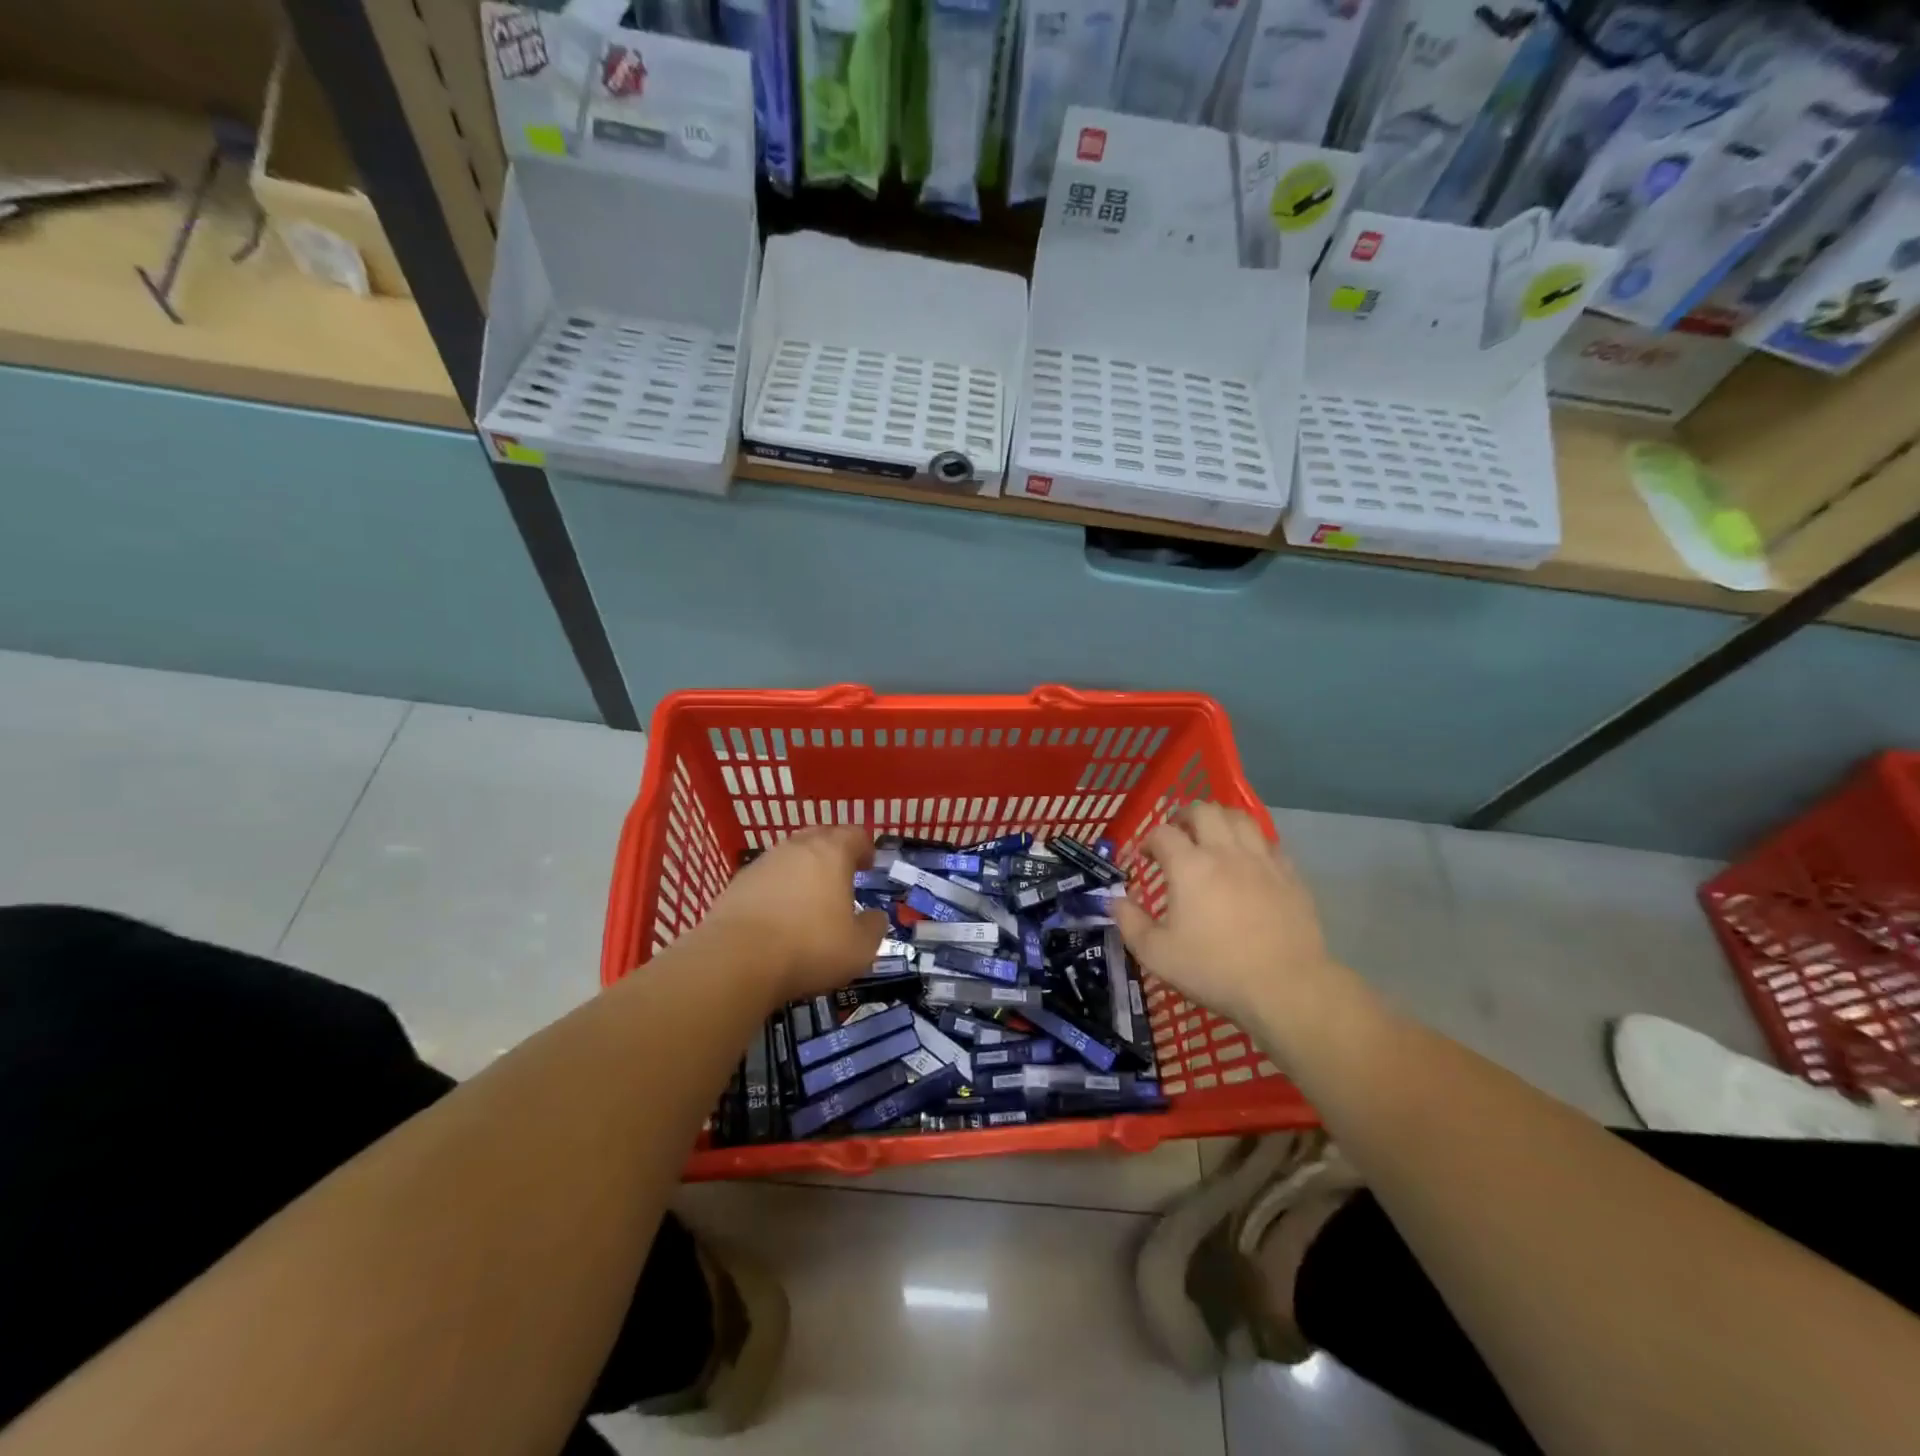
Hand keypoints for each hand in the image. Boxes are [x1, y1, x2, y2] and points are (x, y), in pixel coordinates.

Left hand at [699, 827, 887, 1002]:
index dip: (865, 848)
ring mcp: (763, 862)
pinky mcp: (737, 883)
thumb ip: (874, 927)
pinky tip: (778, 913)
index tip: (868, 865)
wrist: (735, 961)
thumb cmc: (809, 947)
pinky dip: (778, 887)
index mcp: (832, 853)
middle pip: (820, 836)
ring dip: (803, 869)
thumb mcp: (859, 948)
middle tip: (841, 875)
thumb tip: (876, 917)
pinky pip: (767, 876)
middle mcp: (797, 848)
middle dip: (834, 851)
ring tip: (809, 896)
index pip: (855, 834)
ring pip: (791, 855)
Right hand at [1114, 803, 1341, 1035]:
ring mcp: (1262, 860)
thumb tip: (1115, 901)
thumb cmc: (1215, 970)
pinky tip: (1249, 861)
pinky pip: (1269, 843)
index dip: (1149, 839)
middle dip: (1185, 816)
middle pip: (1204, 810)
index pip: (1163, 833)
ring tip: (1213, 837)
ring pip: (1240, 818)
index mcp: (1189, 866)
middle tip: (1178, 835)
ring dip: (1220, 820)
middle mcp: (1225, 852)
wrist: (1286, 987)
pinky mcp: (1290, 875)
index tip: (1145, 857)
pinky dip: (1253, 843)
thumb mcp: (1157, 955)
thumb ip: (1130, 923)